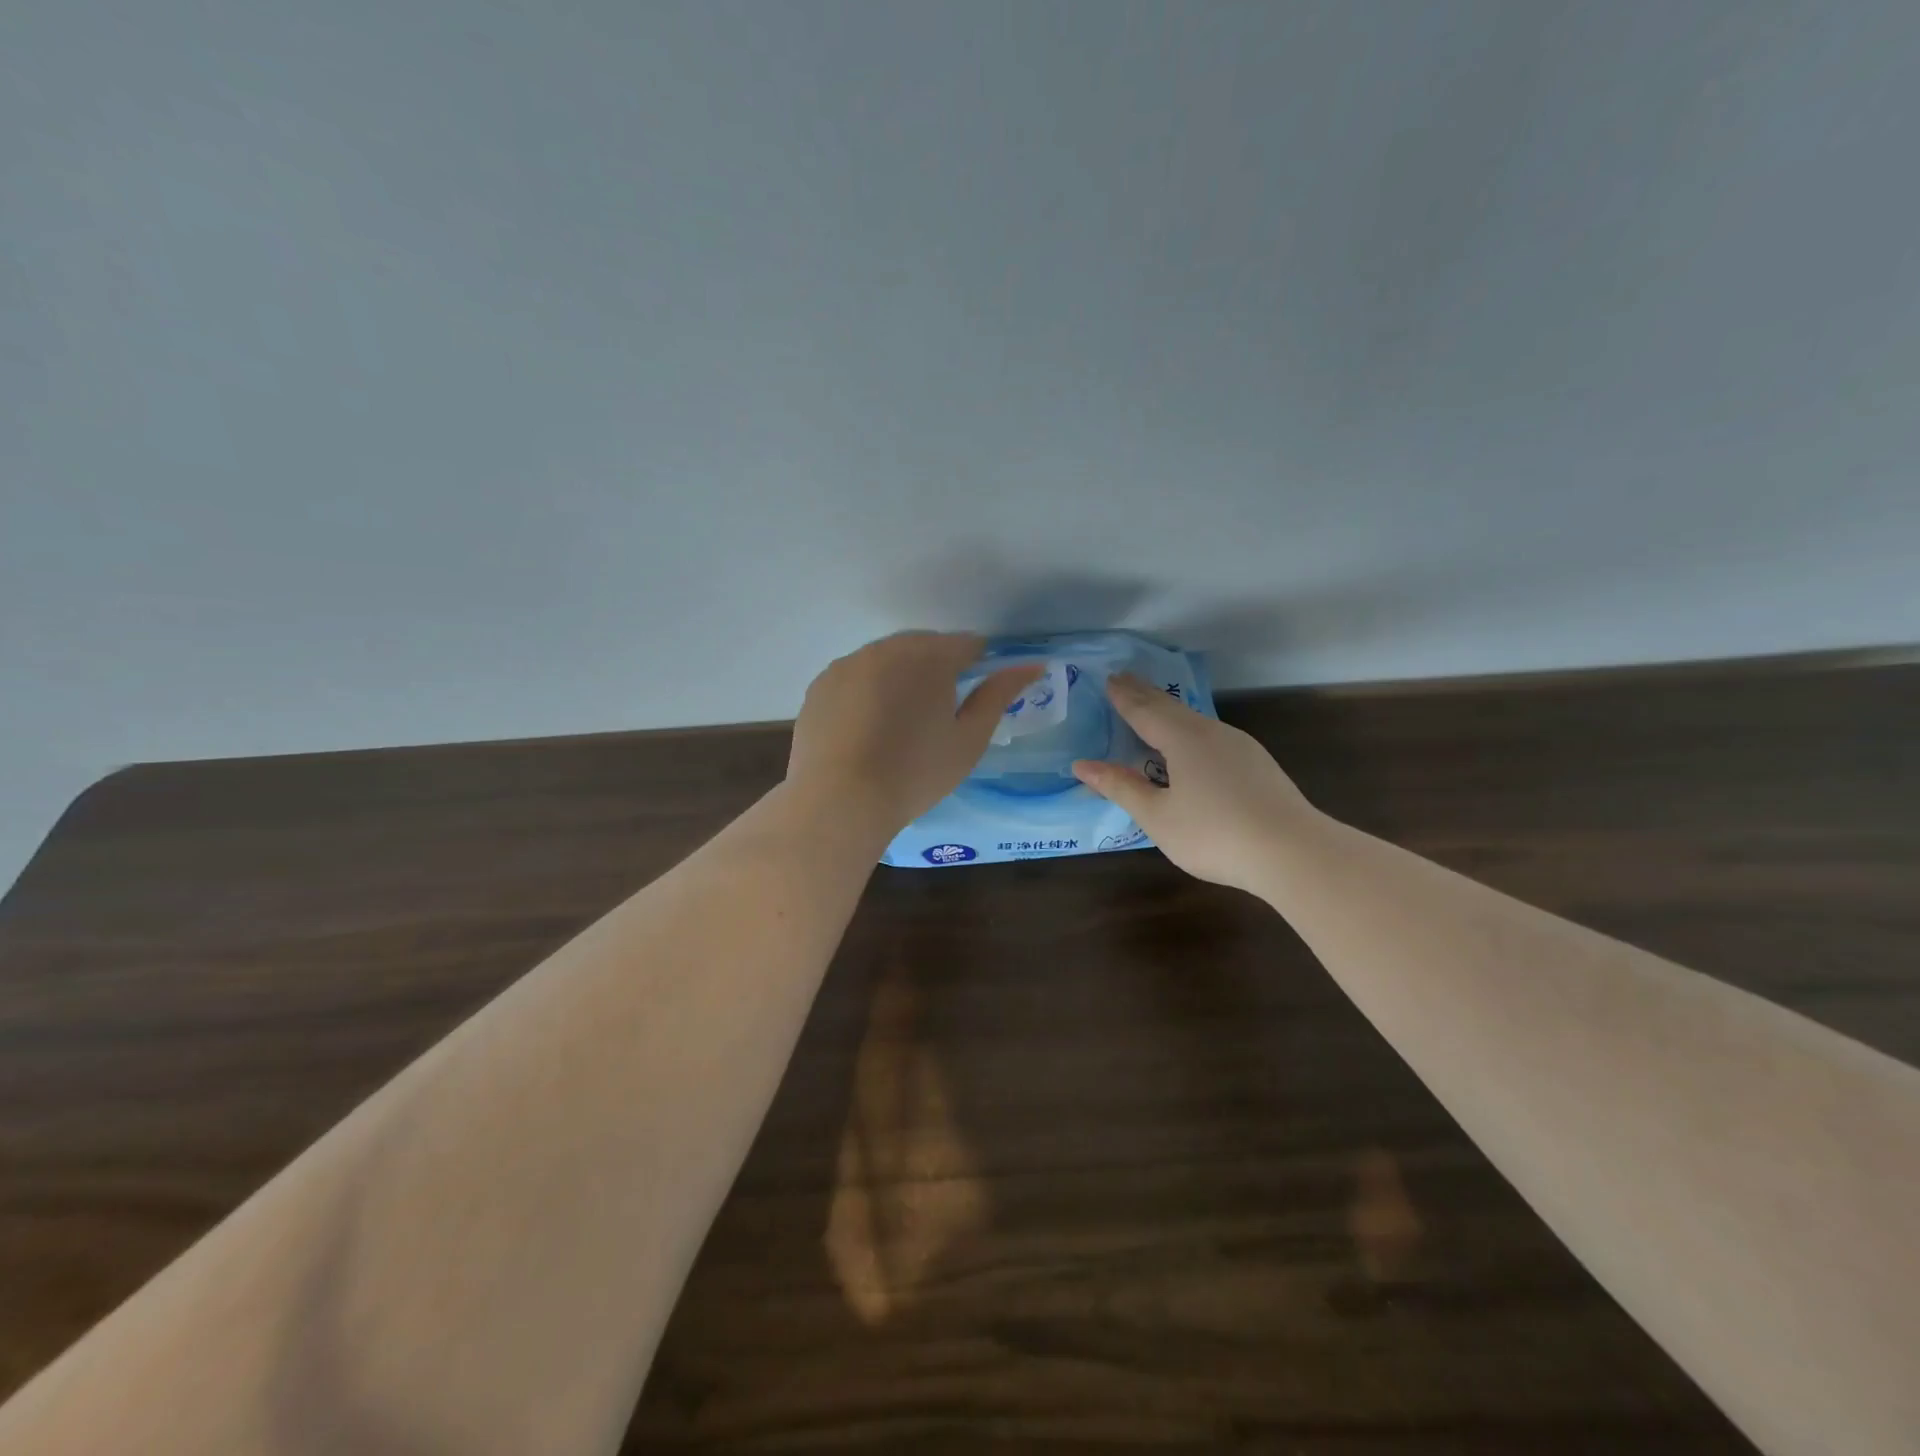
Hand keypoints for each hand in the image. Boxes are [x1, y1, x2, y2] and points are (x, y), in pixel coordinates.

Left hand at [787, 632, 1043, 837]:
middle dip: (937, 669)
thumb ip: (999, 695)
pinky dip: (867, 692)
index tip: (976, 695)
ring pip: (886, 660)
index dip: (978, 665)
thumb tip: (1032, 665)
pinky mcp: (820, 685)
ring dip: (900, 678)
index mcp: (930, 656)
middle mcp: (887, 648)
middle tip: (939, 713)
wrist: (840, 799)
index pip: (967, 644)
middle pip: (924, 647)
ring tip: (901, 722)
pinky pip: (855, 678)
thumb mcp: (970, 739)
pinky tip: (868, 728)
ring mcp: (848, 664)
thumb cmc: (916, 772)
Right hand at [1071, 673, 1318, 892]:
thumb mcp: (1158, 817)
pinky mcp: (1257, 765)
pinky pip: (1212, 738)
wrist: (1293, 852)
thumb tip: (1082, 765)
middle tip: (1124, 679)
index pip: (1145, 711)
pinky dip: (1189, 732)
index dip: (1124, 697)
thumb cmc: (1214, 834)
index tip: (1109, 679)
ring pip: (1195, 722)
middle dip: (1145, 695)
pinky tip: (1191, 746)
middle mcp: (1212, 733)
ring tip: (1152, 709)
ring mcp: (1240, 747)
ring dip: (1168, 712)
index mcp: (1183, 739)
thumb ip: (1121, 788)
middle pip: (1171, 708)